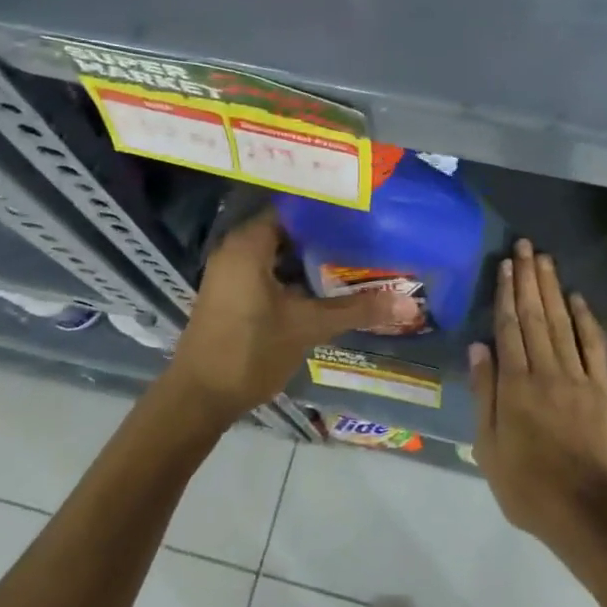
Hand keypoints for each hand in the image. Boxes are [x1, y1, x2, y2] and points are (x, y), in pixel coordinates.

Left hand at [164, 208, 413, 423]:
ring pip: (280, 251)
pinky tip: (326, 282)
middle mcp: (236, 249)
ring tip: (355, 253)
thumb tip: (408, 302)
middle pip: (289, 228)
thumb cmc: (250, 352)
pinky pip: (270, 268)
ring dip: (312, 255)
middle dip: (326, 232)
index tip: (362, 208)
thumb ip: (356, 309)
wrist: (198, 399)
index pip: (294, 207)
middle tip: (367, 231)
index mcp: (249, 244)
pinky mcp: (233, 292)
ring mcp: (232, 271)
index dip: (328, 207)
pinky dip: (295, 272)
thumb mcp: (307, 327)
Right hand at [470, 239, 606, 550]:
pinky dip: (585, 319)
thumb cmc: (528, 486)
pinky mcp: (603, 389)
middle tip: (525, 246)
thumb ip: (485, 394)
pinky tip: (577, 297)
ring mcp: (578, 378)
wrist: (588, 512)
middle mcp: (546, 371)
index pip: (509, 328)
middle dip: (529, 278)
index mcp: (515, 385)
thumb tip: (478, 347)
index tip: (505, 265)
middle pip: (535, 316)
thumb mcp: (489, 448)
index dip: (506, 293)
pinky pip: (593, 346)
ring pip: (561, 323)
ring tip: (544, 259)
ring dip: (552, 288)